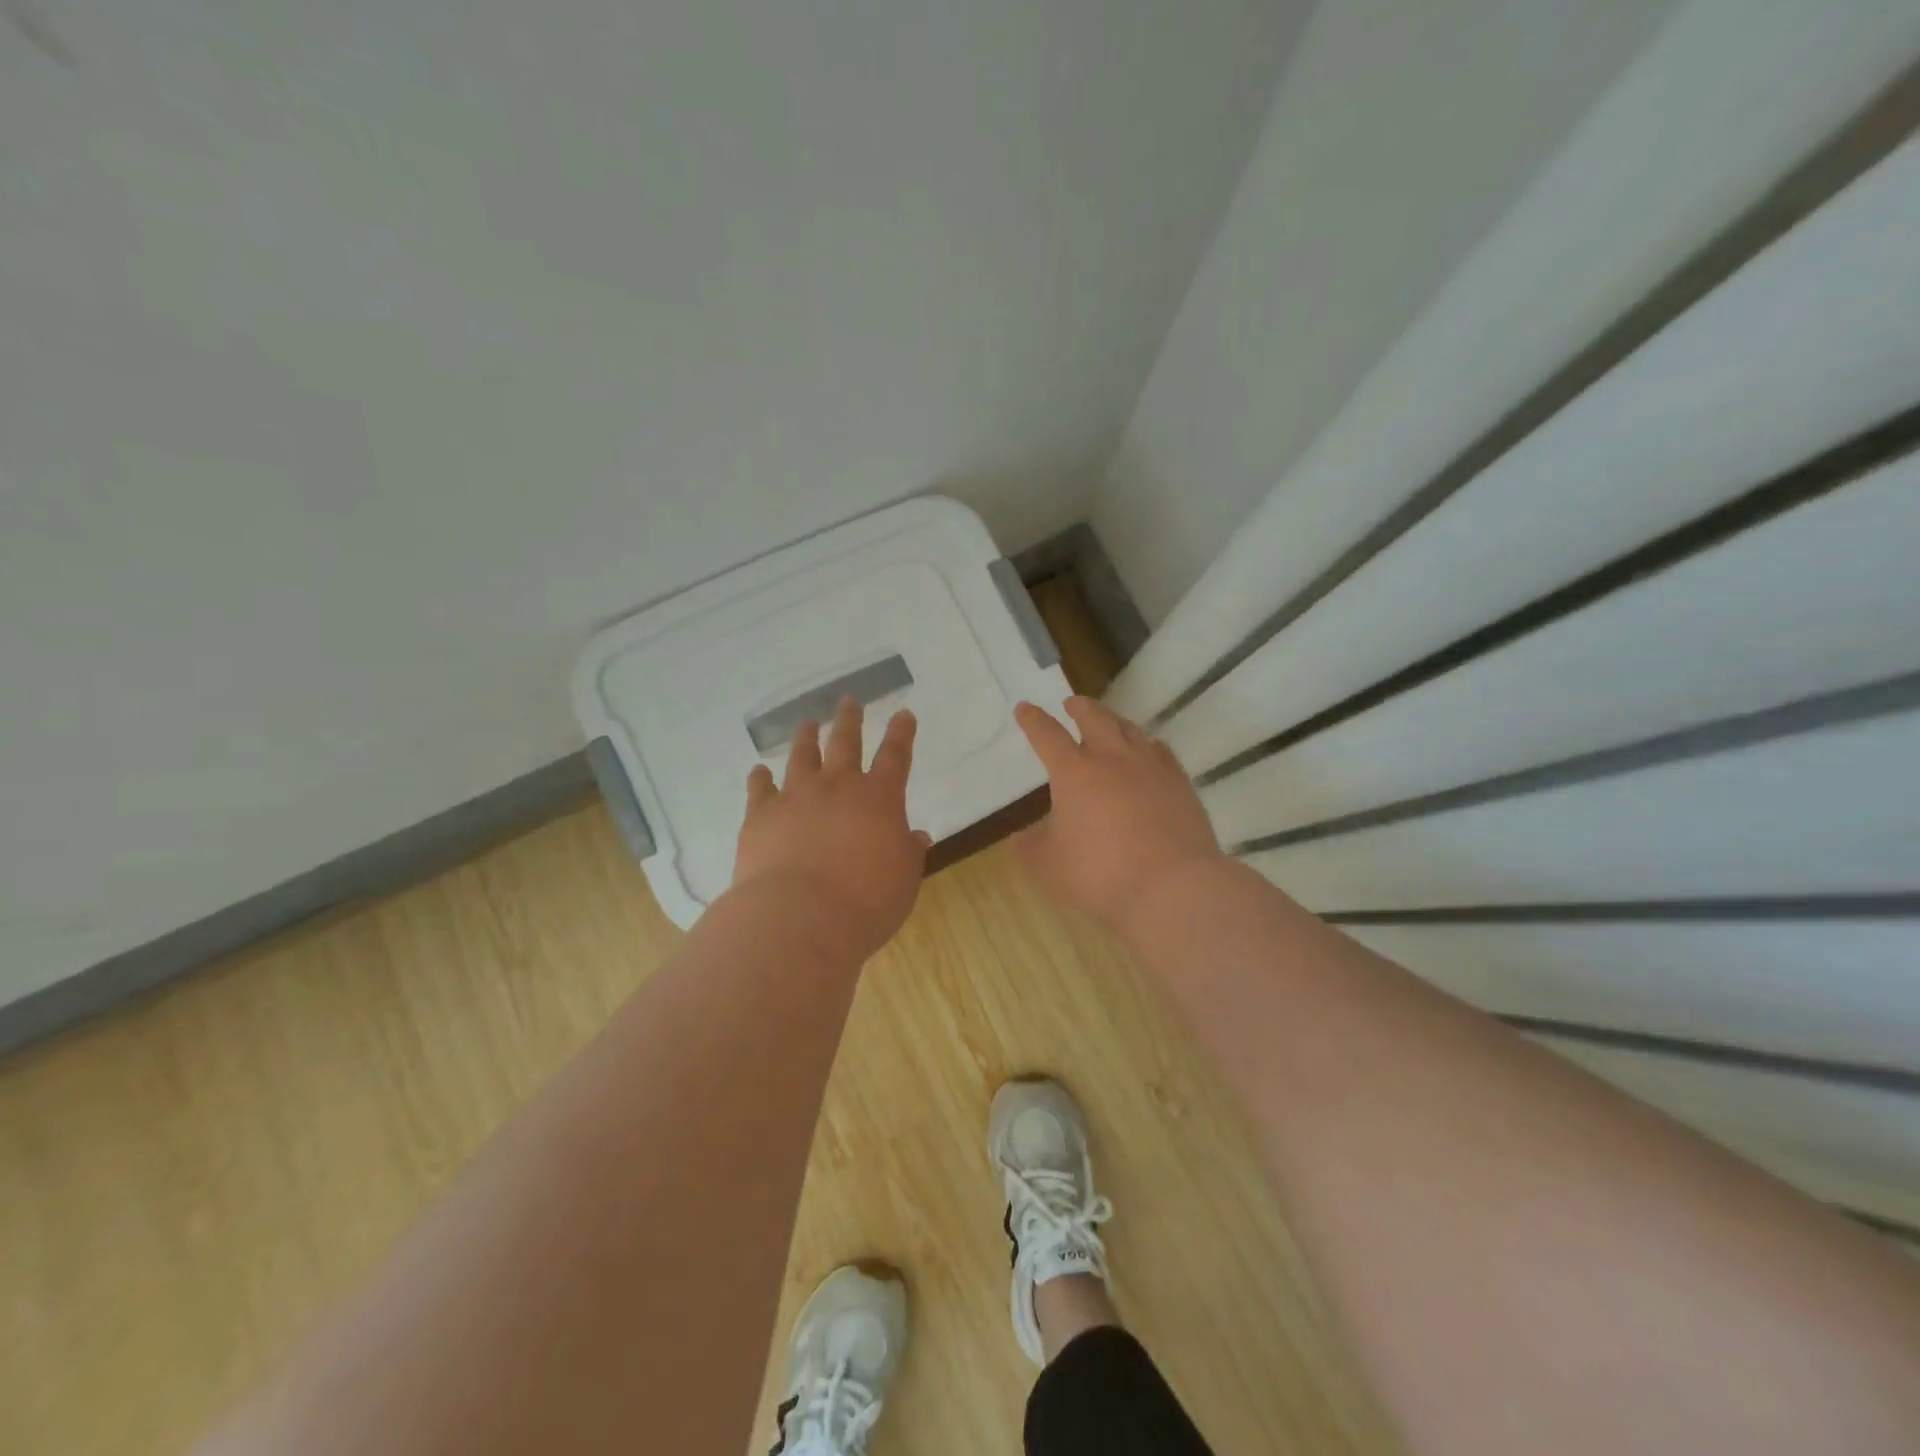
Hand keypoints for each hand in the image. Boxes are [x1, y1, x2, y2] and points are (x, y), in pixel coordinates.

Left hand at [730, 697, 931, 959]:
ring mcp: (796, 796)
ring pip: (802, 756)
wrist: (800, 918)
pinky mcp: (761, 815)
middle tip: (850, 700)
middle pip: (845, 742)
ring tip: (807, 723)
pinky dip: (760, 778)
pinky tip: (759, 771)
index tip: (904, 713)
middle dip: (850, 719)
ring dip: (806, 737)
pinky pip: (760, 788)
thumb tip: (917, 836)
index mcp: (879, 799)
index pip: (896, 756)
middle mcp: (838, 787)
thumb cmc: (865, 903)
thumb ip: (908, 853)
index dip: (902, 733)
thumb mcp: (903, 881)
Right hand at [1012, 696, 1228, 924]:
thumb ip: (1030, 847)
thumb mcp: (1048, 866)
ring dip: (1114, 720)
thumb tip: (1021, 836)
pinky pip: (1162, 752)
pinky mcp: (1181, 785)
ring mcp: (1152, 769)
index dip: (1033, 720)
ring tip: (1109, 720)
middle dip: (1080, 708)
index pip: (1048, 735)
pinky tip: (1150, 751)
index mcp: (1074, 772)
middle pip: (1095, 719)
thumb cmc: (1100, 873)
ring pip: (1131, 730)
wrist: (1172, 887)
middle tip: (1072, 703)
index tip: (1024, 708)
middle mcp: (1113, 759)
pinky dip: (1148, 745)